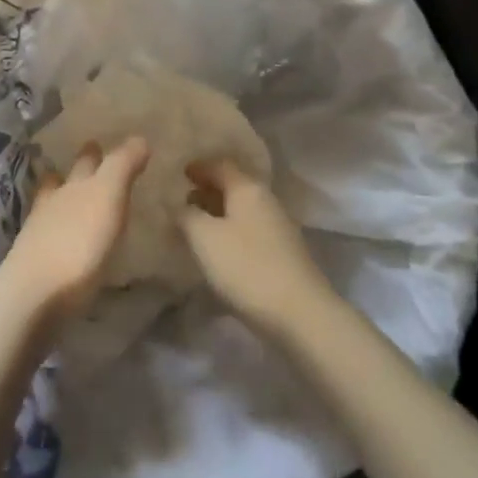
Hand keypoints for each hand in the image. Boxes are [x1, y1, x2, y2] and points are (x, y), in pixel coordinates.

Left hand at [0, 136, 150, 324]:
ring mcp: (39, 234)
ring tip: (70, 197)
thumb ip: (122, 167)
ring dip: (61, 198)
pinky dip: (57, 232)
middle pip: (63, 180)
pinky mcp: (34, 264)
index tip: (99, 144)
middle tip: (85, 163)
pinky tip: (63, 240)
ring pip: (51, 206)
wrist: (33, 294)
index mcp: (74, 185)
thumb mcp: (108, 196)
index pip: (87, 161)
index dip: (96, 152)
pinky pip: (48, 238)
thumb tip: (139, 138)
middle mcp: (54, 203)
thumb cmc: (78, 243)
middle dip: (75, 170)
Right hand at [180, 159, 334, 334]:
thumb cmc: (246, 266)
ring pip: (242, 208)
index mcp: (248, 188)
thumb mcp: (205, 238)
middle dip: (208, 189)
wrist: (298, 313)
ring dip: (218, 212)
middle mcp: (266, 200)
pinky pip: (249, 229)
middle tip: (182, 200)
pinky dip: (230, 230)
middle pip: (234, 184)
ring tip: (195, 225)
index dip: (199, 167)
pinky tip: (218, 248)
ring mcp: (277, 226)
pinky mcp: (282, 251)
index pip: (220, 165)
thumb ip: (186, 215)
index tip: (180, 173)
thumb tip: (179, 204)